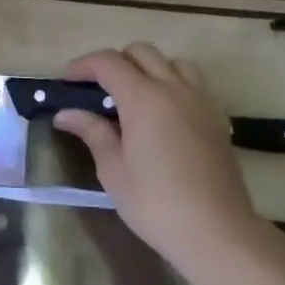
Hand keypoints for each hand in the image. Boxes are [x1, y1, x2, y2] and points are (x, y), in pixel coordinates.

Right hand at [52, 43, 271, 275]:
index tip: (66, 82)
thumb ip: (92, 132)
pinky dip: (174, 83)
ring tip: (135, 97)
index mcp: (143, 98)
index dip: (83, 65)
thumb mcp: (113, 170)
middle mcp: (174, 88)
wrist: (216, 231)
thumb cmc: (156, 203)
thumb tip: (66, 113)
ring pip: (172, 62)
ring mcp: (201, 100)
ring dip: (149, 68)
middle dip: (115, 63)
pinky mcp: (218, 117)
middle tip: (97, 91)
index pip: (108, 62)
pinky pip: (194, 82)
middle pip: (141, 52)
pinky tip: (164, 114)